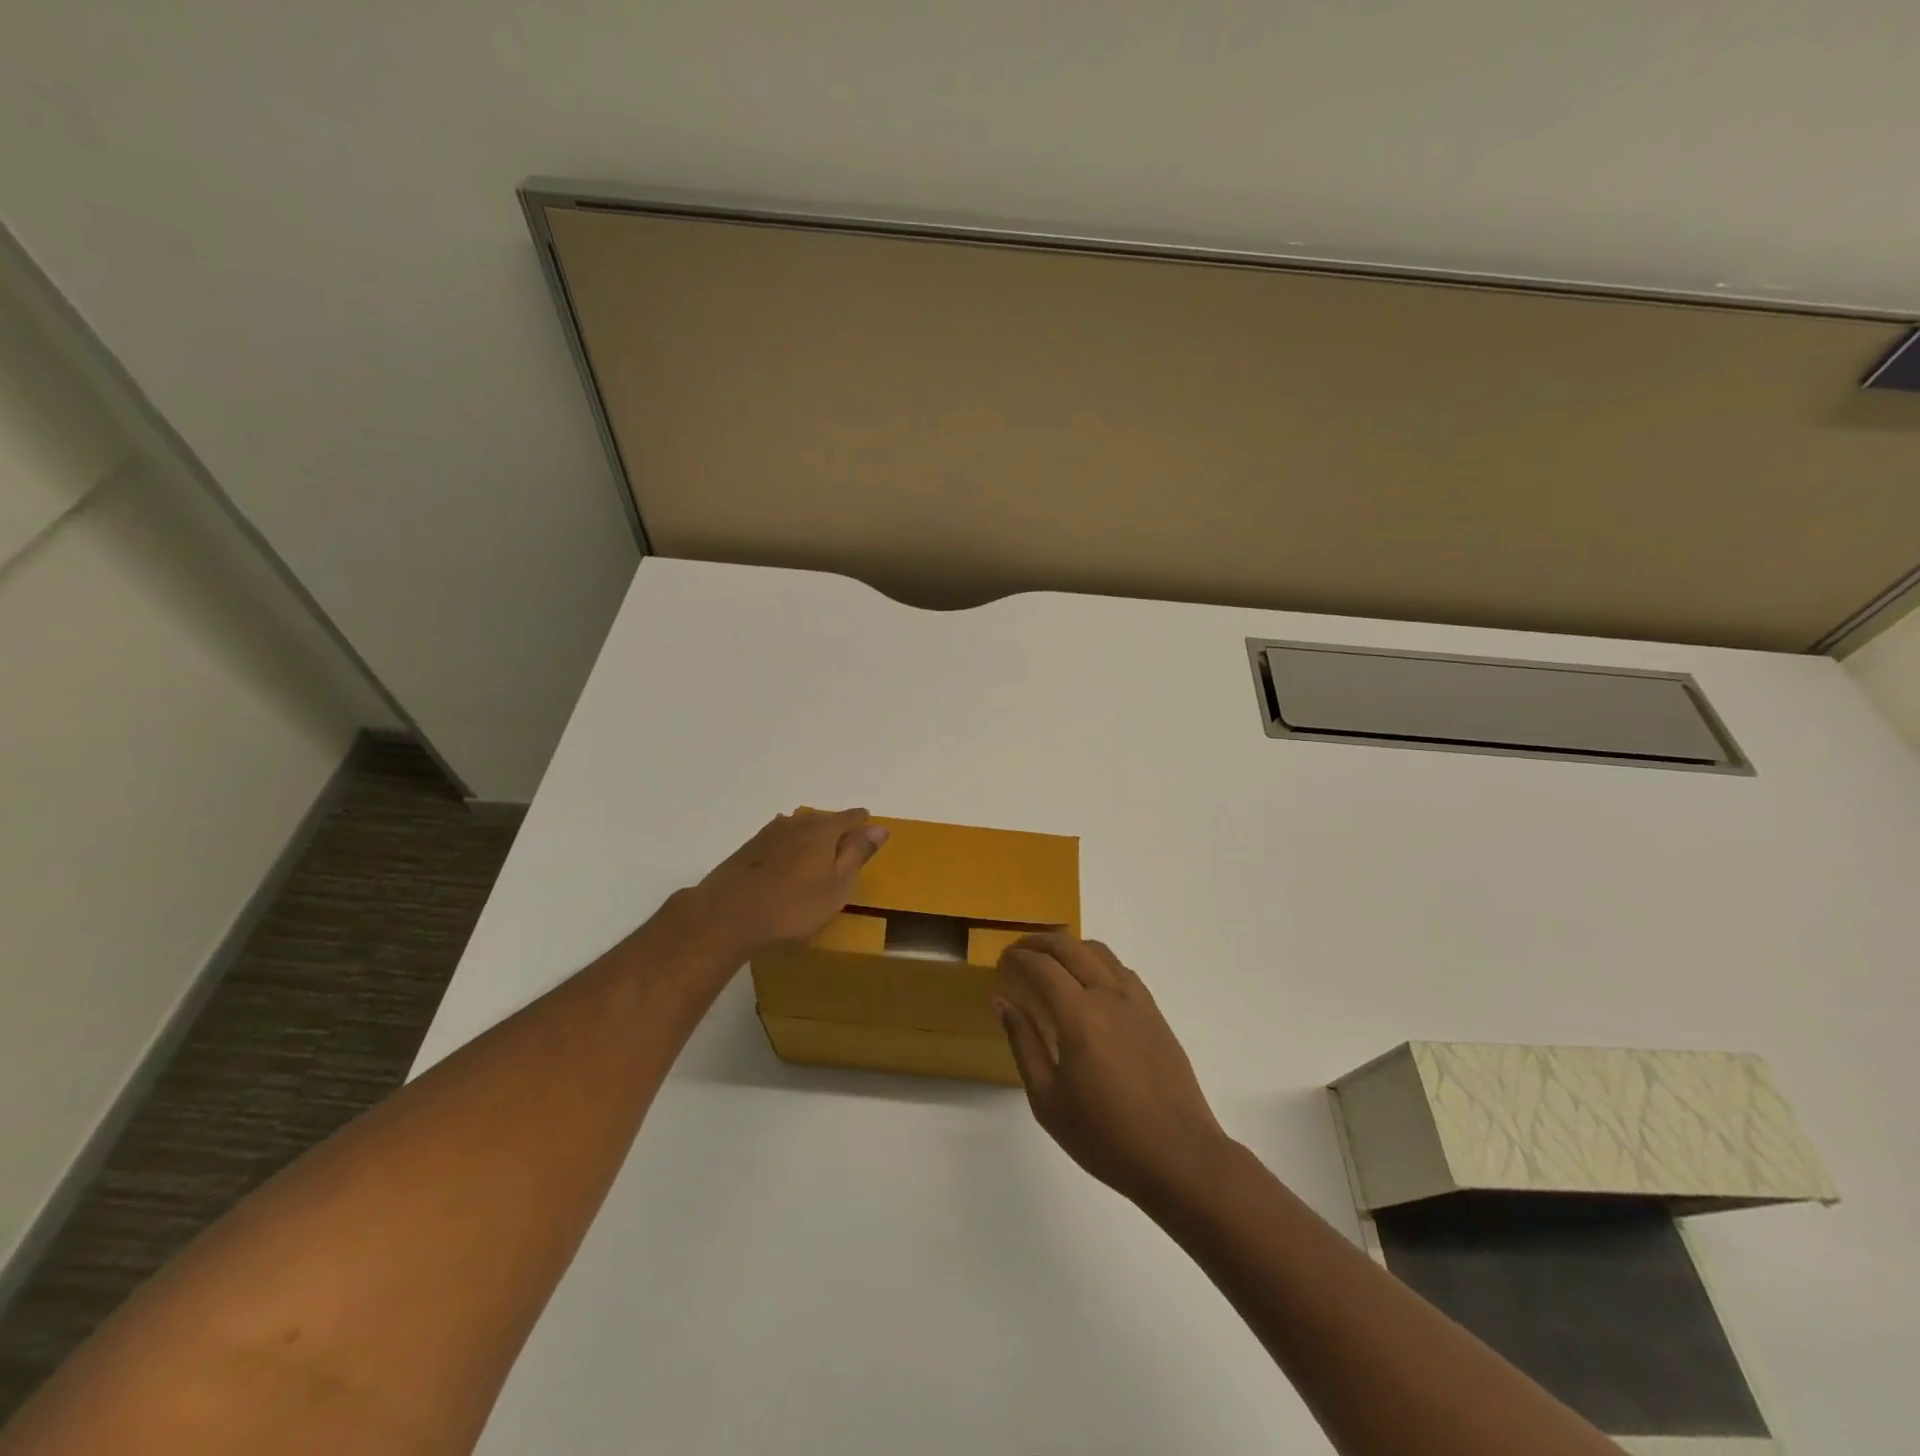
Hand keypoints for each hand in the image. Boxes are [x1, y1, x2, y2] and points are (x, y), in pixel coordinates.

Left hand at [685, 808, 888, 955]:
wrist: (730, 913)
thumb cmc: (794, 904)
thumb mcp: (837, 885)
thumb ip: (858, 853)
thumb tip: (880, 827)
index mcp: (823, 830)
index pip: (850, 817)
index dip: (862, 822)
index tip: (868, 828)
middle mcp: (798, 822)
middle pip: (824, 819)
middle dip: (836, 829)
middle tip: (845, 846)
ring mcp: (770, 832)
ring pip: (799, 827)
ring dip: (811, 837)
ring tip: (816, 855)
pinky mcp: (750, 847)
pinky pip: (780, 839)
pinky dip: (790, 847)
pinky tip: (787, 862)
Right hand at [995, 934, 1233, 1207]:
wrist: (1178, 1156)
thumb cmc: (1105, 1136)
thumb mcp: (1048, 1100)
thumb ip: (1024, 1043)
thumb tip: (1003, 1002)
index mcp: (1079, 1015)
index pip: (1042, 966)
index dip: (1017, 957)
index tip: (1001, 961)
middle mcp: (1108, 995)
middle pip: (1070, 947)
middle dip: (1039, 942)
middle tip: (1018, 952)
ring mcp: (1136, 1000)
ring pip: (1098, 951)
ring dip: (1069, 946)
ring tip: (1050, 960)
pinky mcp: (1154, 1012)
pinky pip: (1120, 969)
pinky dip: (1096, 961)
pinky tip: (1088, 981)